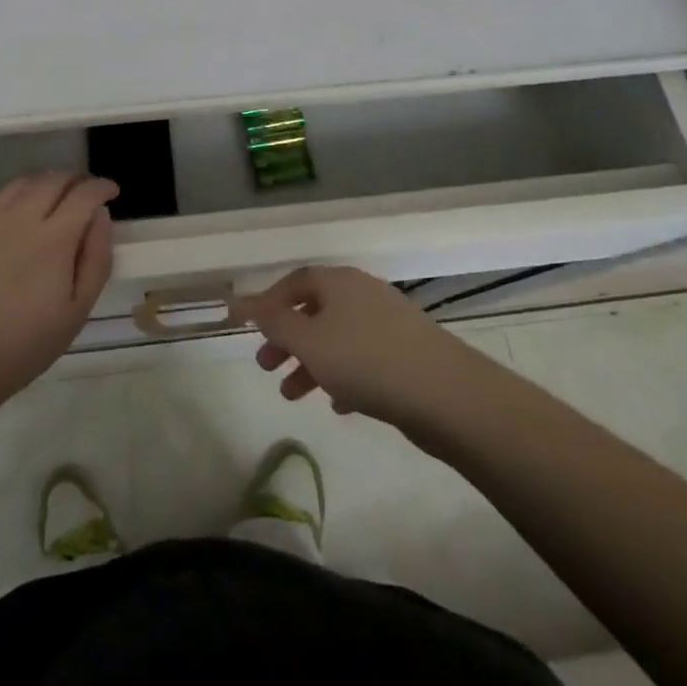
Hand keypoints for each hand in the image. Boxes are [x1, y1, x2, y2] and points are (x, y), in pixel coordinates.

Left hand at [0, 171, 115, 408]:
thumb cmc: (20, 347)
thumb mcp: (75, 313)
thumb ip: (96, 260)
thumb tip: (102, 217)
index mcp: (53, 237)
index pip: (84, 194)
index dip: (102, 187)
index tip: (111, 192)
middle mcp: (19, 216)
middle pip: (53, 179)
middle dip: (75, 180)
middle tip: (83, 193)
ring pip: (20, 183)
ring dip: (42, 183)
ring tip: (49, 198)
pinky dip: (9, 199)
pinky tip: (9, 217)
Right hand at [232, 266, 477, 442]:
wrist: (446, 394)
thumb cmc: (366, 360)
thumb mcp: (308, 341)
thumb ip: (273, 321)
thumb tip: (240, 300)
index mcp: (338, 281)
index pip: (294, 282)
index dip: (268, 303)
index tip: (250, 329)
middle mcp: (362, 293)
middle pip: (314, 310)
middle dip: (287, 338)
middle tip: (266, 366)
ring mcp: (388, 322)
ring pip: (338, 338)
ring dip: (311, 363)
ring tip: (292, 395)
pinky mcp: (407, 353)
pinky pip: (364, 359)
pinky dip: (343, 376)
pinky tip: (338, 404)